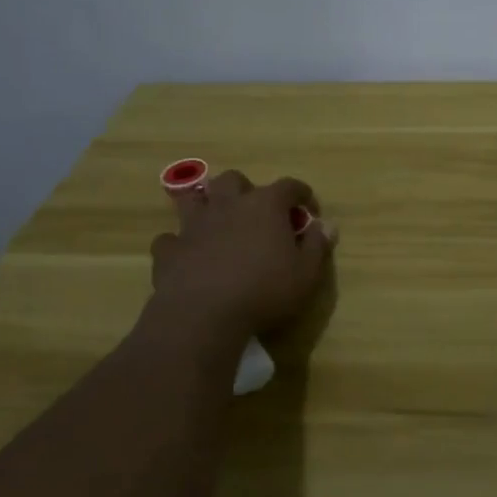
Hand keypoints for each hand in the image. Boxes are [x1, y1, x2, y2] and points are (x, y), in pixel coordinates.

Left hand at [146, 170, 333, 342]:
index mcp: (266, 205)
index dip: (300, 194)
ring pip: (194, 198)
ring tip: (215, 220)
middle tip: (255, 211)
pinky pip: (170, 238)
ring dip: (205, 204)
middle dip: (245, 189)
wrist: (204, 315)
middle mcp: (228, 205)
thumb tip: (327, 226)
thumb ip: (318, 246)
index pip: (289, 185)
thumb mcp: (306, 273)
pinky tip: (186, 255)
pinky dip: (179, 243)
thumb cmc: (265, 291)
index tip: (308, 208)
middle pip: (234, 180)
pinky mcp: (169, 250)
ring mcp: (194, 225)